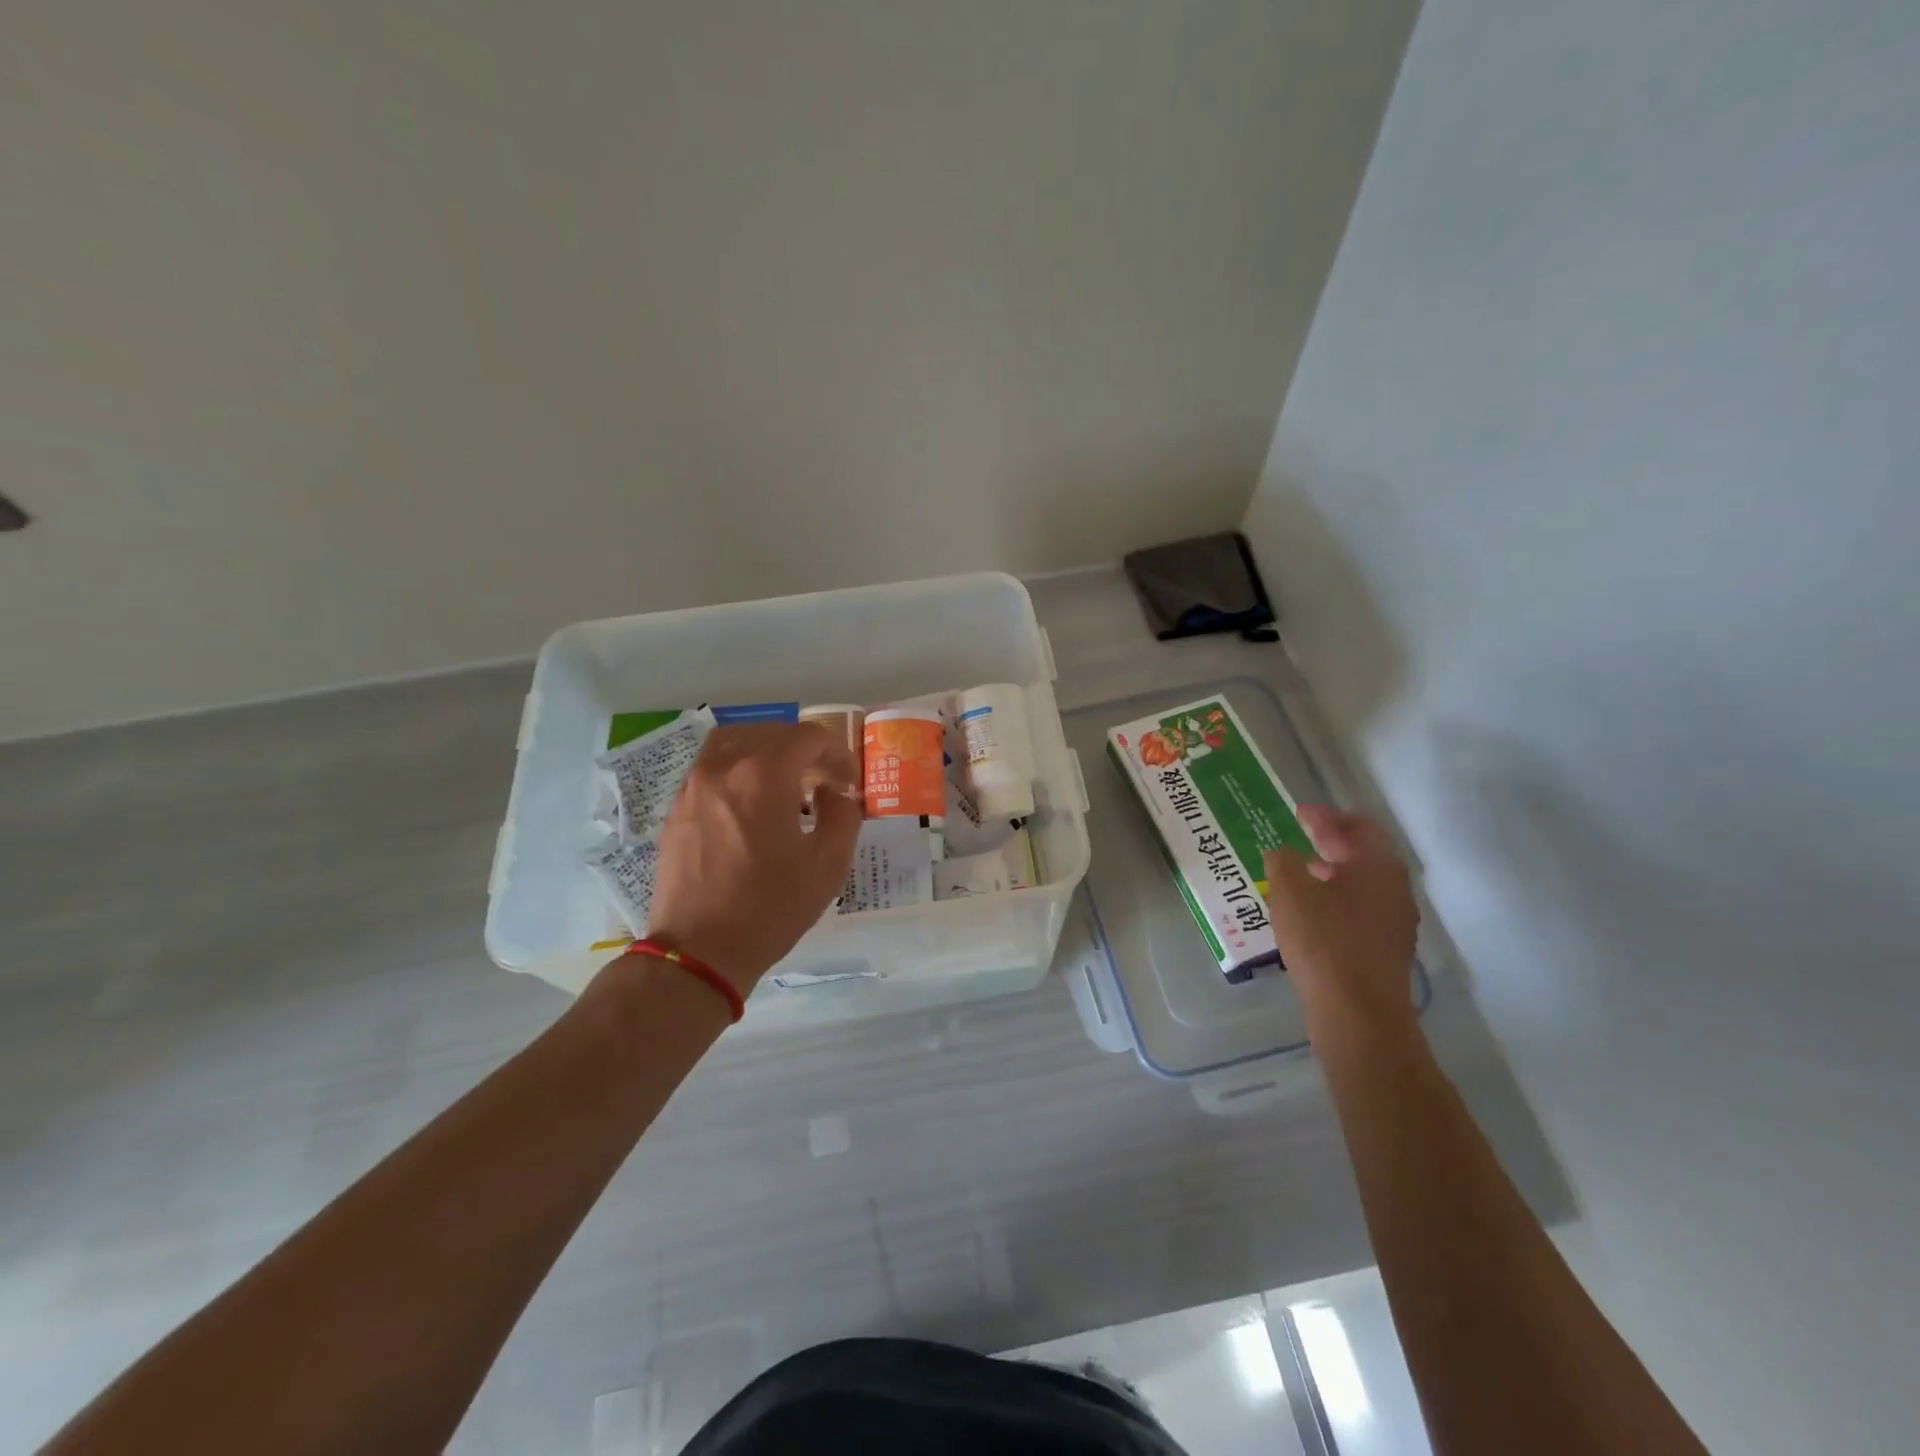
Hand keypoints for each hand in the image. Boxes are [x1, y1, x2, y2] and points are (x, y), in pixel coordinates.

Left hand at [645, 723, 862, 993]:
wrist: (699, 951)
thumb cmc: (770, 907)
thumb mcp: (828, 864)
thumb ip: (843, 815)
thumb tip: (833, 793)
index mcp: (763, 774)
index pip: (808, 738)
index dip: (837, 754)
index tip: (848, 783)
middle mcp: (723, 766)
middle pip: (771, 733)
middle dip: (805, 750)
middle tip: (824, 781)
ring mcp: (693, 785)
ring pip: (735, 741)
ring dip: (767, 751)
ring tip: (787, 781)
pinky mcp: (678, 808)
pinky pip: (712, 766)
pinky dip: (739, 768)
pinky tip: (753, 802)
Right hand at [1264, 805, 1419, 1036]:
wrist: (1358, 1013)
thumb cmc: (1323, 942)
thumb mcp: (1289, 892)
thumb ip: (1283, 862)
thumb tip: (1284, 852)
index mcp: (1377, 865)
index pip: (1357, 825)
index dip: (1325, 816)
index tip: (1298, 813)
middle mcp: (1395, 887)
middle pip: (1365, 853)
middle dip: (1332, 842)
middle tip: (1300, 837)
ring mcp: (1396, 920)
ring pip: (1364, 883)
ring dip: (1335, 871)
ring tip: (1302, 873)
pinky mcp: (1387, 948)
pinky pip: (1363, 908)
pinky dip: (1339, 898)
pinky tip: (1313, 911)